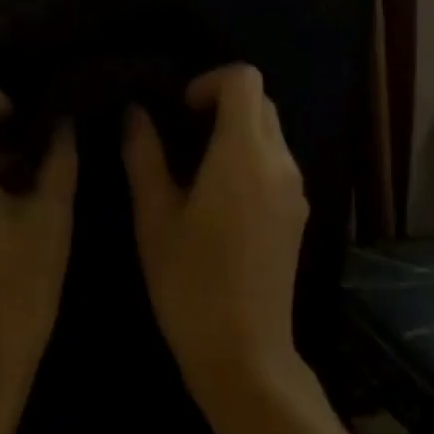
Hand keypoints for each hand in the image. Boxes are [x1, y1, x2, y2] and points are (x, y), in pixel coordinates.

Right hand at [123, 65, 308, 403]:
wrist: (245, 354)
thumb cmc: (190, 282)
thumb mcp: (154, 216)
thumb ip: (144, 155)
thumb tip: (136, 113)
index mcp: (244, 154)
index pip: (244, 79)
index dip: (210, 81)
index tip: (181, 111)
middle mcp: (280, 162)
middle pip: (260, 101)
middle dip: (222, 104)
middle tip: (182, 136)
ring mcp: (295, 189)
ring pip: (271, 132)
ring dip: (236, 132)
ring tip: (196, 170)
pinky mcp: (298, 213)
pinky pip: (277, 162)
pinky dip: (250, 158)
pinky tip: (220, 199)